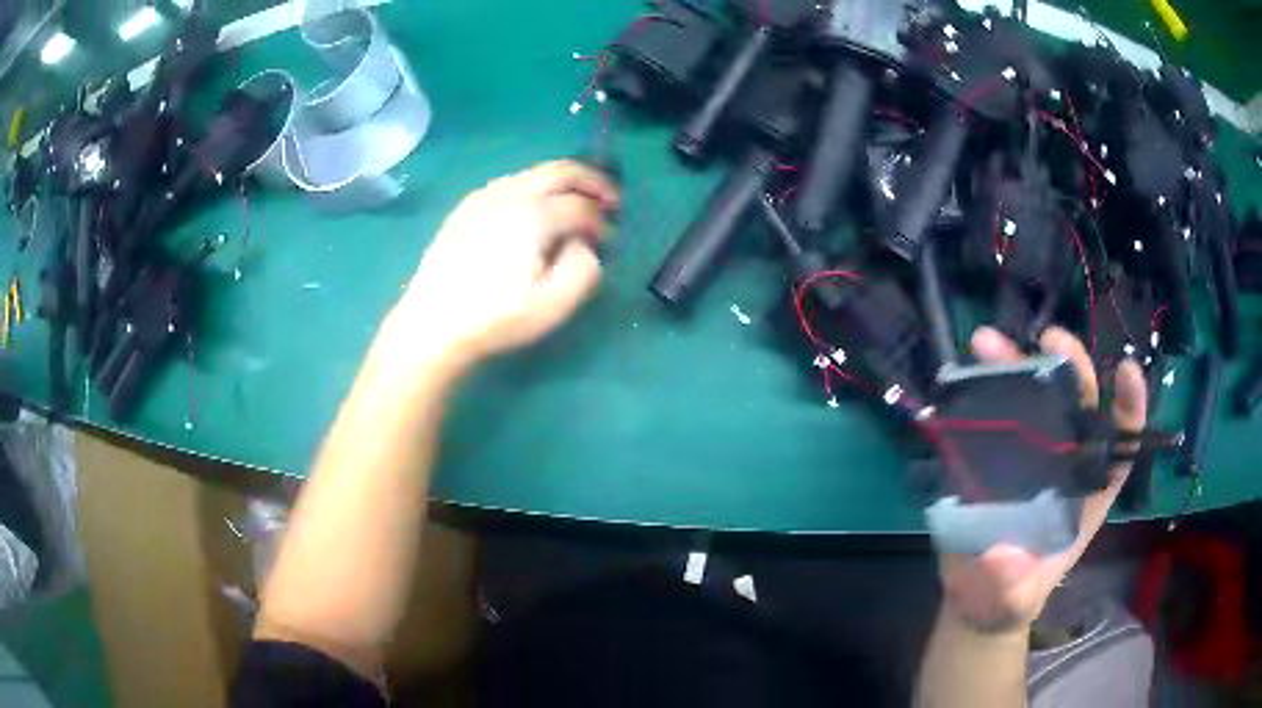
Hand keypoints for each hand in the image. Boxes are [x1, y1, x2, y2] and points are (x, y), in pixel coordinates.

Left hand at [393, 160, 619, 370]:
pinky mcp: (465, 207)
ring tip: (574, 203)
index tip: (610, 240)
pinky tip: (533, 209)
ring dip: (562, 182)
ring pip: (534, 173)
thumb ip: (584, 268)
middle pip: (561, 170)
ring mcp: (483, 197)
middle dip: (592, 180)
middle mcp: (510, 193)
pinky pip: (509, 183)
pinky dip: (533, 187)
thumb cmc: (495, 317)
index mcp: (534, 214)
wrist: (432, 323)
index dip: (602, 221)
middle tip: (610, 199)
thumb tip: (585, 243)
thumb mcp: (553, 305)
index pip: (582, 205)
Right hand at [936, 326, 1147, 634]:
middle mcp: (1065, 463)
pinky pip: (990, 418)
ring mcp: (1029, 456)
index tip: (1126, 370)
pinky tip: (962, 371)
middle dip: (1069, 367)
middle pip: (1076, 407)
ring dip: (1014, 366)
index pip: (1119, 445)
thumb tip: (1002, 555)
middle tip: (1049, 340)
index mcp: (1088, 492)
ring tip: (987, 342)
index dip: (1128, 406)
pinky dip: (978, 390)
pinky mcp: (993, 457)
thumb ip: (1013, 584)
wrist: (975, 596)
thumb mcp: (1015, 599)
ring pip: (1032, 401)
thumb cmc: (1009, 598)